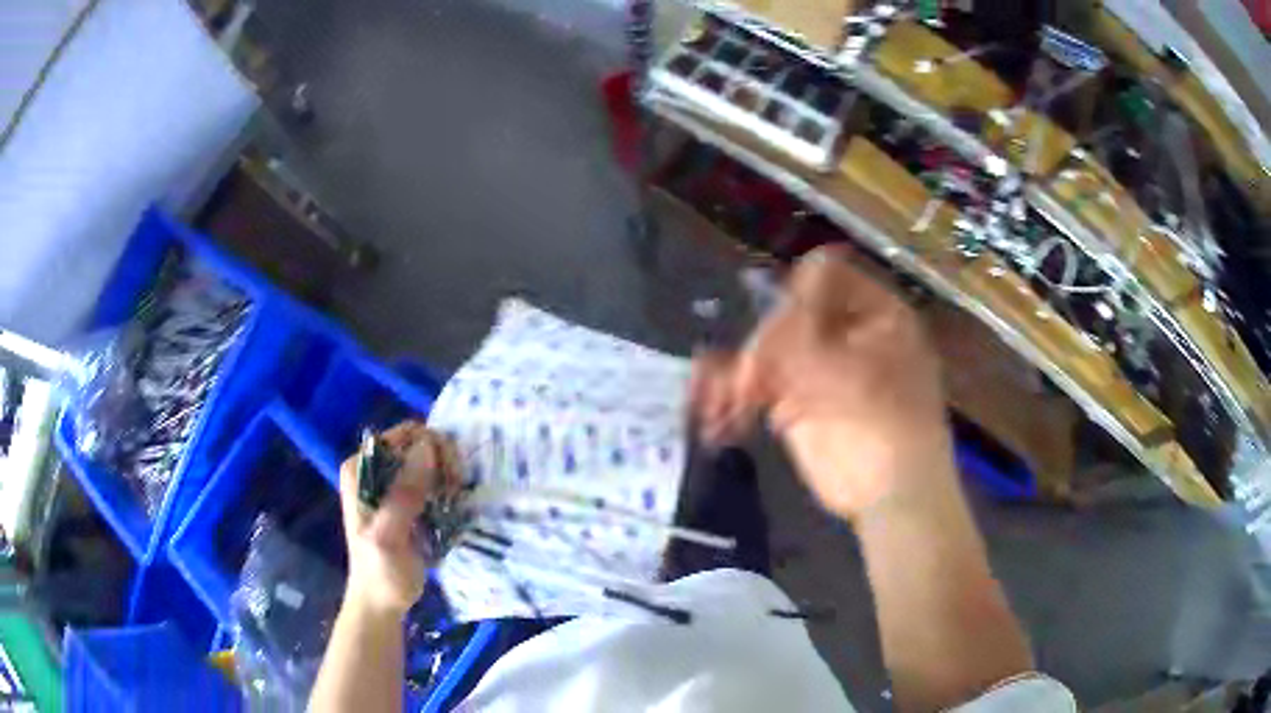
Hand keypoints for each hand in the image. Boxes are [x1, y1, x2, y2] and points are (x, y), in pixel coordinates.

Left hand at [338, 421, 460, 616]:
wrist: (380, 603)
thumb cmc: (380, 573)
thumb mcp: (388, 536)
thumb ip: (404, 494)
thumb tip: (427, 447)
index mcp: (360, 469)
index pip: (404, 435)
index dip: (431, 449)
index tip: (450, 477)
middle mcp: (374, 468)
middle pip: (419, 443)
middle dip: (443, 462)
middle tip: (456, 490)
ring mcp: (390, 484)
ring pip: (430, 460)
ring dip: (448, 476)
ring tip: (455, 501)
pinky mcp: (406, 500)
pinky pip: (432, 480)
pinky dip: (447, 489)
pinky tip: (453, 507)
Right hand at [691, 246, 952, 517]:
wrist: (891, 497)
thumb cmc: (887, 428)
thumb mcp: (849, 375)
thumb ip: (801, 336)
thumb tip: (769, 306)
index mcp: (872, 312)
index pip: (825, 275)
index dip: (797, 295)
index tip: (780, 333)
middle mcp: (842, 331)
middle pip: (786, 312)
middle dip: (762, 347)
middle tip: (752, 384)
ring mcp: (817, 367)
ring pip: (765, 350)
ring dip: (737, 374)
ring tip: (722, 405)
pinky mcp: (793, 401)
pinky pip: (755, 386)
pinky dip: (732, 397)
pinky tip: (715, 417)